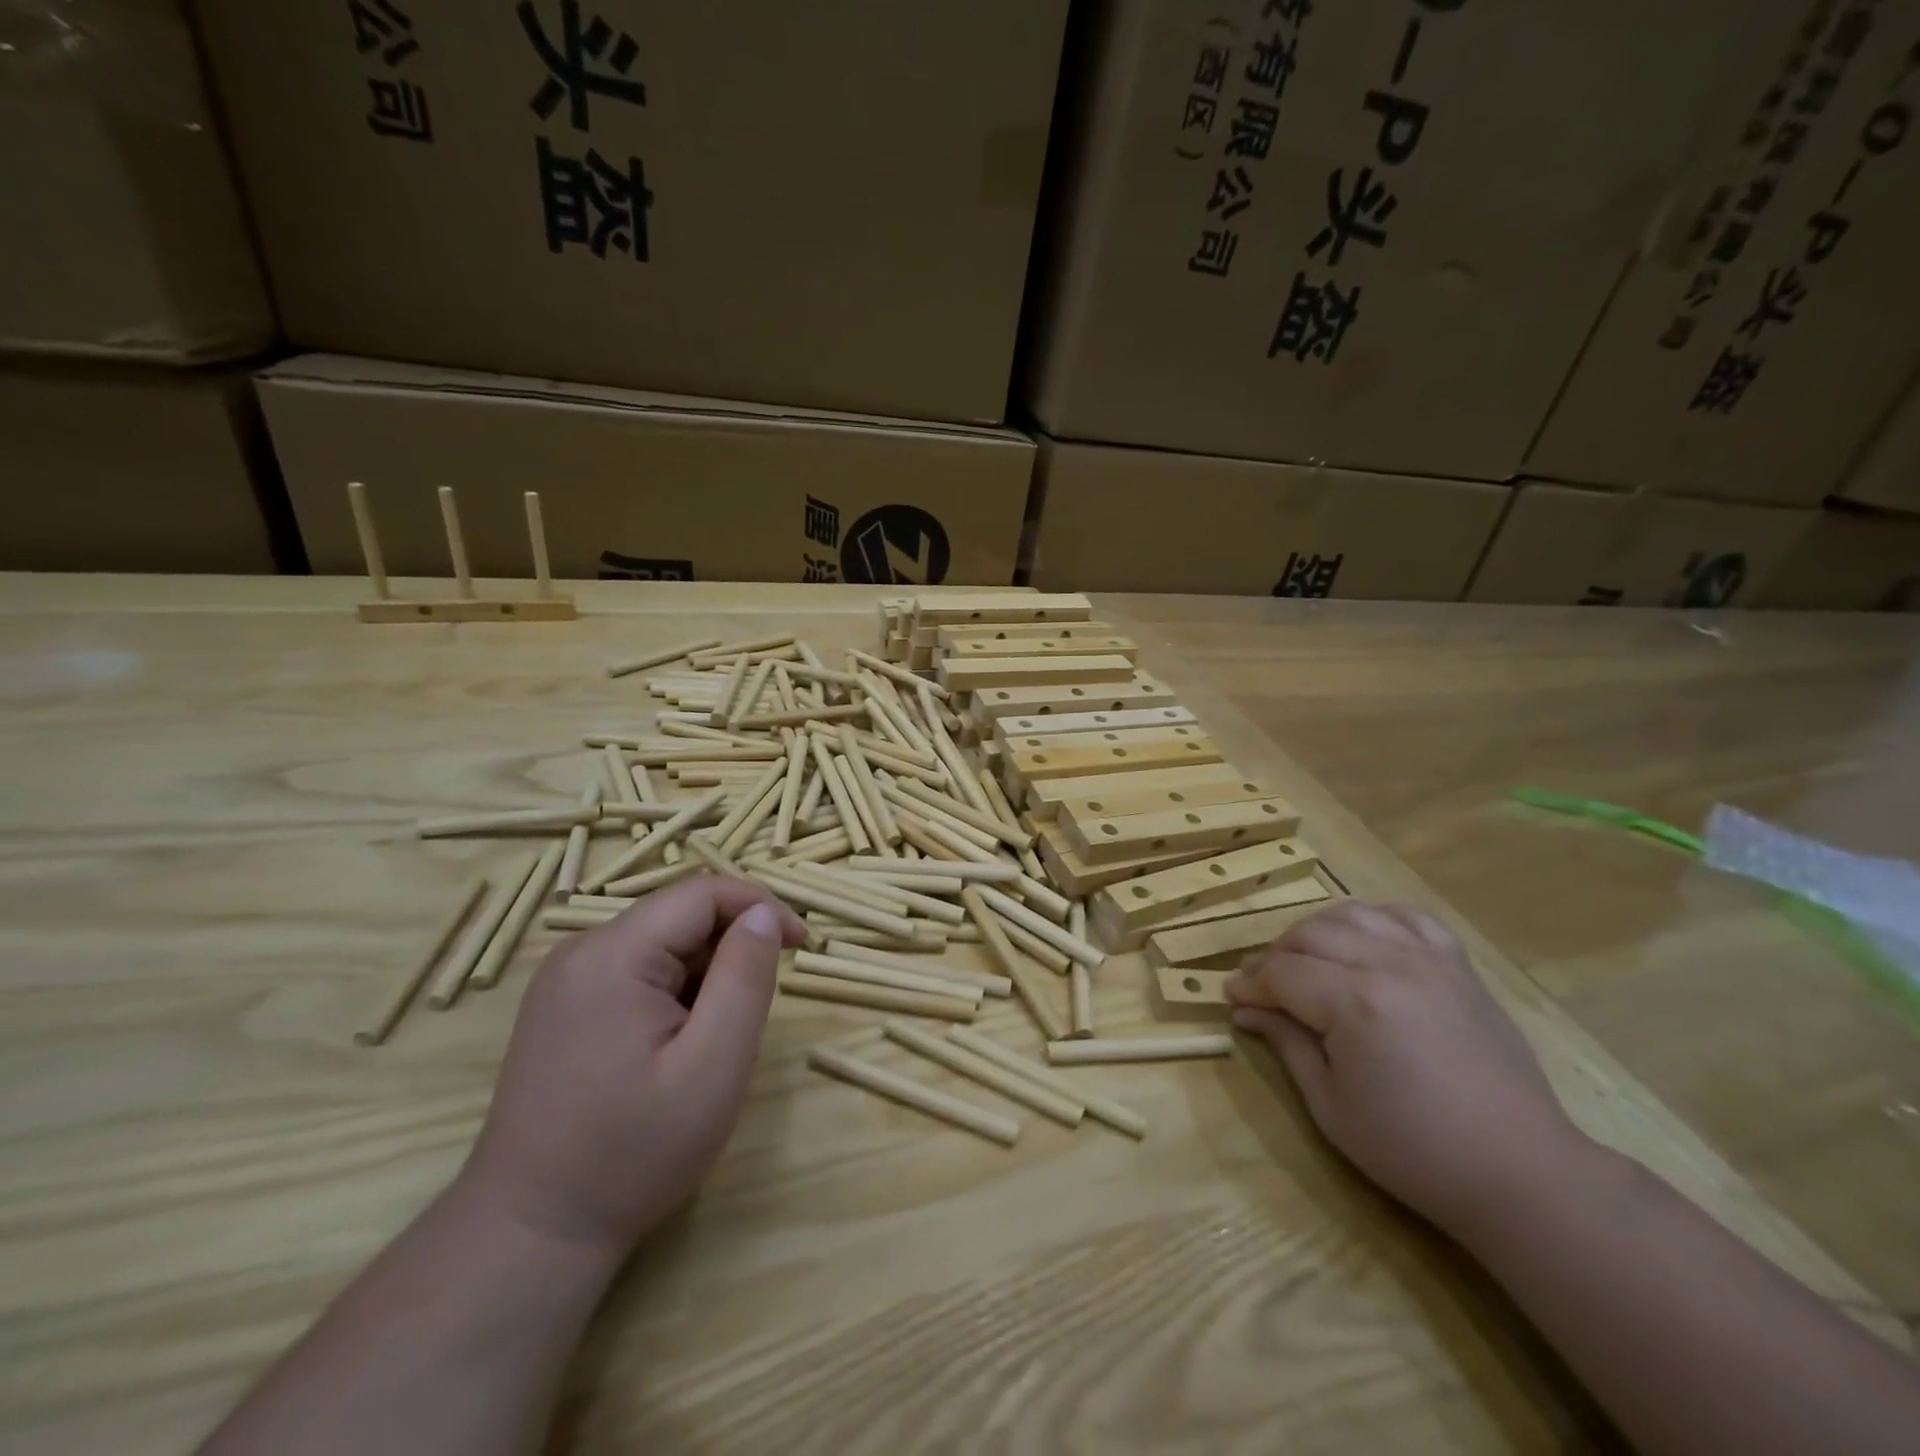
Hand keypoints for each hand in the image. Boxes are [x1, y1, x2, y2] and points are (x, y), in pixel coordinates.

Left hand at [461, 875, 806, 1254]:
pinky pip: (636, 968)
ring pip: (661, 941)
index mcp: (612, 954)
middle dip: (732, 946)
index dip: (761, 906)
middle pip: (679, 914)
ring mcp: (565, 978)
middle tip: (759, 1005)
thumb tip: (764, 914)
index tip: (801, 945)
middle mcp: (581, 950)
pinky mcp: (562, 1004)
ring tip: (714, 1036)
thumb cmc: (633, 1152)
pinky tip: (676, 1043)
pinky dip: (674, 989)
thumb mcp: (713, 1066)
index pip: (703, 892)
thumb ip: (745, 978)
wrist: (531, 1232)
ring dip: (704, 970)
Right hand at [1227, 901, 1587, 1240]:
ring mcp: (1429, 959)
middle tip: (1265, 988)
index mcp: (1355, 1002)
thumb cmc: (1414, 1150)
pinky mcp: (1459, 965)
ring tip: (1309, 963)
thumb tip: (1245, 1010)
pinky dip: (1375, 920)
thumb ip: (1286, 1044)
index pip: (1282, 973)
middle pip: (1309, 934)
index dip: (1250, 984)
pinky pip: (1407, 916)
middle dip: (1276, 957)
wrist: (1519, 1170)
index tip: (1231, 997)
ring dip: (1317, 933)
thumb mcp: (1331, 1106)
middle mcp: (1389, 964)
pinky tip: (1365, 943)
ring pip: (1352, 914)